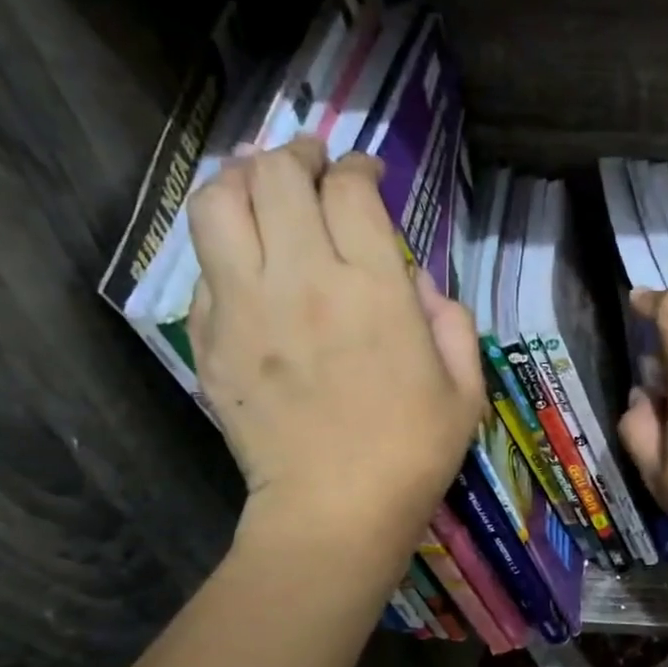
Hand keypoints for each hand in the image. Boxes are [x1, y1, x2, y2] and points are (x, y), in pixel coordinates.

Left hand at [187, 137, 483, 562]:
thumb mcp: (464, 391)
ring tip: (257, 182)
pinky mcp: (209, 338)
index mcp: (373, 289)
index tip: (366, 173)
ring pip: (218, 203)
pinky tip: (242, 257)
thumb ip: (452, 324)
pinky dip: (222, 245)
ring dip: (239, 179)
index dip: (358, 167)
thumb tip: (421, 289)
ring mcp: (245, 306)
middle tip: (309, 161)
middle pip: (278, 177)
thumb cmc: (412, 455)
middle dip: (296, 154)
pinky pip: (203, 267)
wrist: (333, 512)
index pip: (351, 191)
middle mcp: (303, 279)